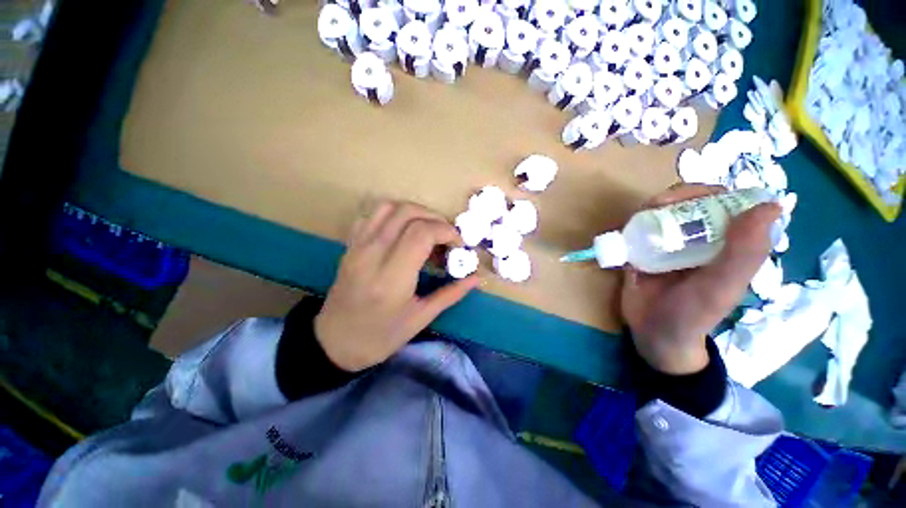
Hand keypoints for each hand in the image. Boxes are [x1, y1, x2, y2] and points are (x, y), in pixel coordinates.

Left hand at [315, 201, 480, 370]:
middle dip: (436, 219)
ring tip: (428, 230)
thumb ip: (451, 294)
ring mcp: (358, 246)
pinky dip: (393, 215)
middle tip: (447, 238)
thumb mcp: (420, 318)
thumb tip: (476, 278)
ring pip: (389, 207)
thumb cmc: (380, 336)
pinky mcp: (350, 245)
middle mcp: (372, 254)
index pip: (422, 232)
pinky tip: (403, 232)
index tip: (458, 245)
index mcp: (392, 277)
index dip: (446, 231)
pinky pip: (372, 215)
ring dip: (415, 212)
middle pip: (408, 213)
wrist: (335, 342)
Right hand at [620, 184, 780, 374]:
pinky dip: (631, 224)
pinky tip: (626, 231)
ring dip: (648, 210)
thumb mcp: (721, 287)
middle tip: (655, 207)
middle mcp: (700, 238)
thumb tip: (770, 205)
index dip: (708, 192)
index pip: (725, 202)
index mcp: (727, 242)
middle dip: (672, 198)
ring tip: (637, 221)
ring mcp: (669, 244)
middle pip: (689, 202)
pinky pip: (637, 229)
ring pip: (661, 212)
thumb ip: (744, 253)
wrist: (654, 334)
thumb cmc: (693, 315)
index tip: (688, 198)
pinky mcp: (643, 251)